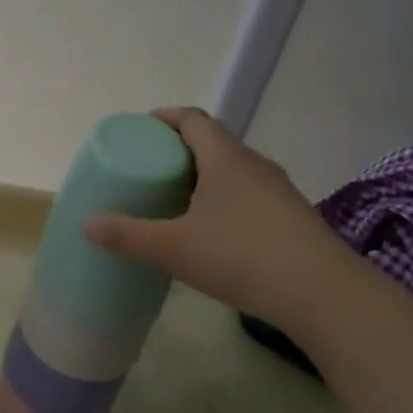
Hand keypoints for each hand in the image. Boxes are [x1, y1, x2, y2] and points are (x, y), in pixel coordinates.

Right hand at [84, 107, 372, 337]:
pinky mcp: (292, 216)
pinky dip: (224, 197)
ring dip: (204, 174)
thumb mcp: (175, 248)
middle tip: (150, 167)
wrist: (325, 295)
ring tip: (176, 198)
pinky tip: (213, 229)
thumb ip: (129, 235)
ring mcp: (278, 190)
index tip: (141, 129)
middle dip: (179, 148)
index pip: (193, 118)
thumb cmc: (243, 257)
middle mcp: (254, 164)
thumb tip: (87, 224)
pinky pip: (249, 192)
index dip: (165, 117)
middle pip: (213, 140)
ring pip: (233, 169)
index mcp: (225, 158)